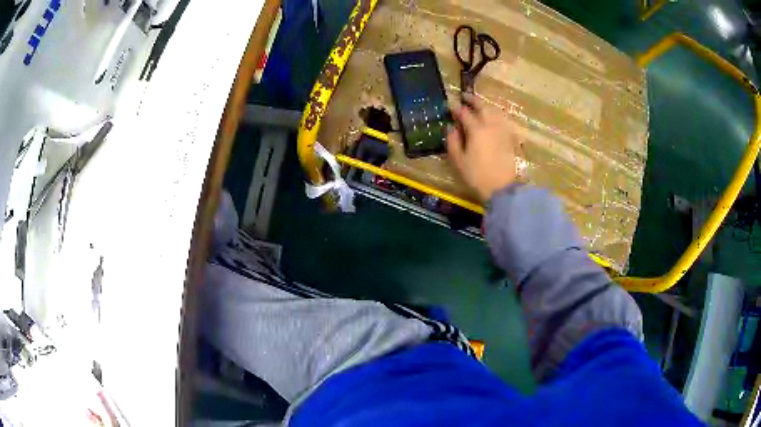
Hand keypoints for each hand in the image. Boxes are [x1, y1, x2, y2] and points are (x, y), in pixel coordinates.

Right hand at [447, 94, 517, 201]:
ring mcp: (503, 130)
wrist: (504, 189)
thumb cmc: (478, 176)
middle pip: (482, 106)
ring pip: (494, 111)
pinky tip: (492, 119)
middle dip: (473, 100)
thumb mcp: (459, 161)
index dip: (456, 108)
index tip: (449, 105)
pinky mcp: (511, 138)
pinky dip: (495, 115)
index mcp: (476, 129)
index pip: (464, 113)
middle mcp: (491, 125)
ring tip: (478, 106)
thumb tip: (451, 127)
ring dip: (485, 106)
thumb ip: (453, 141)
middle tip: (465, 96)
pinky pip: (502, 120)